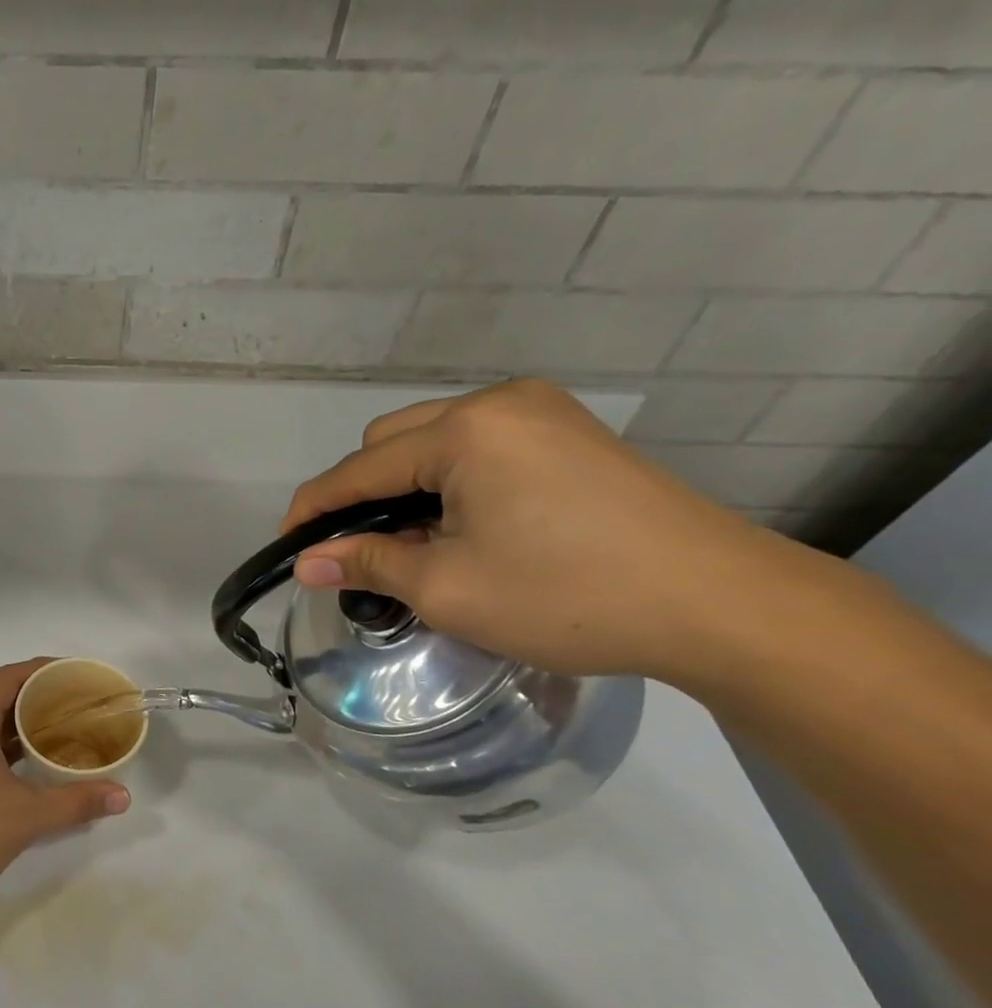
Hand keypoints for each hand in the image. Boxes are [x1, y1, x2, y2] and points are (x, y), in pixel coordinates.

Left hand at [0, 660, 130, 919]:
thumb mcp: (28, 816)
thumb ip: (77, 802)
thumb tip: (123, 795)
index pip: (8, 678)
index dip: (42, 669)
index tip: (76, 673)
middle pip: (3, 699)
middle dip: (41, 698)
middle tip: (81, 704)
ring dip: (27, 726)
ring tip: (68, 730)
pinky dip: (14, 750)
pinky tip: (39, 765)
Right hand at [282, 379, 789, 683]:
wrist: (719, 604)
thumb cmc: (566, 595)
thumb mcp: (447, 588)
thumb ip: (366, 563)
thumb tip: (307, 563)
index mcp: (465, 430)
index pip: (358, 468)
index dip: (314, 510)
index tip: (287, 549)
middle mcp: (499, 403)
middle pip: (392, 441)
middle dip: (363, 495)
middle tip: (362, 555)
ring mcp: (542, 413)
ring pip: (434, 442)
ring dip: (406, 489)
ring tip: (414, 546)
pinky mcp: (570, 434)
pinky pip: (479, 448)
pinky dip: (450, 484)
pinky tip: (463, 527)